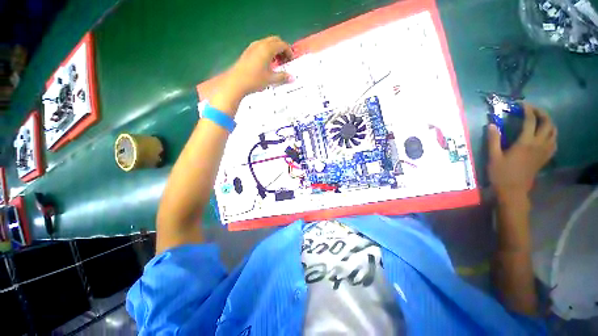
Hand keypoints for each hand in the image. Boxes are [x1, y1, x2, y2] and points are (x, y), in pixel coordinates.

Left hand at [211, 36, 292, 114]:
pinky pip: (261, 47)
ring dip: (274, 50)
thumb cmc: (255, 80)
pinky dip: (267, 52)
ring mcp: (252, 47)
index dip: (289, 52)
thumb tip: (292, 78)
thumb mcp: (271, 79)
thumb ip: (283, 77)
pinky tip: (267, 64)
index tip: (291, 60)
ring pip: (267, 43)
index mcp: (267, 49)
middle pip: (275, 41)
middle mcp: (260, 44)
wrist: (236, 82)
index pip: (282, 45)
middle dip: (282, 49)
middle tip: (285, 61)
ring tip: (277, 63)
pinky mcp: (247, 52)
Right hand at [487, 103, 556, 200]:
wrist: (513, 190)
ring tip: (539, 119)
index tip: (520, 104)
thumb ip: (493, 140)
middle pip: (547, 123)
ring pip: (554, 131)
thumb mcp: (493, 157)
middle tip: (531, 109)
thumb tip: (491, 125)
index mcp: (525, 143)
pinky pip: (554, 141)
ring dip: (548, 122)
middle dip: (541, 112)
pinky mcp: (545, 157)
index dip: (527, 109)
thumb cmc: (501, 174)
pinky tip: (544, 134)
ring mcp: (544, 151)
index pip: (531, 120)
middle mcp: (538, 144)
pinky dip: (551, 134)